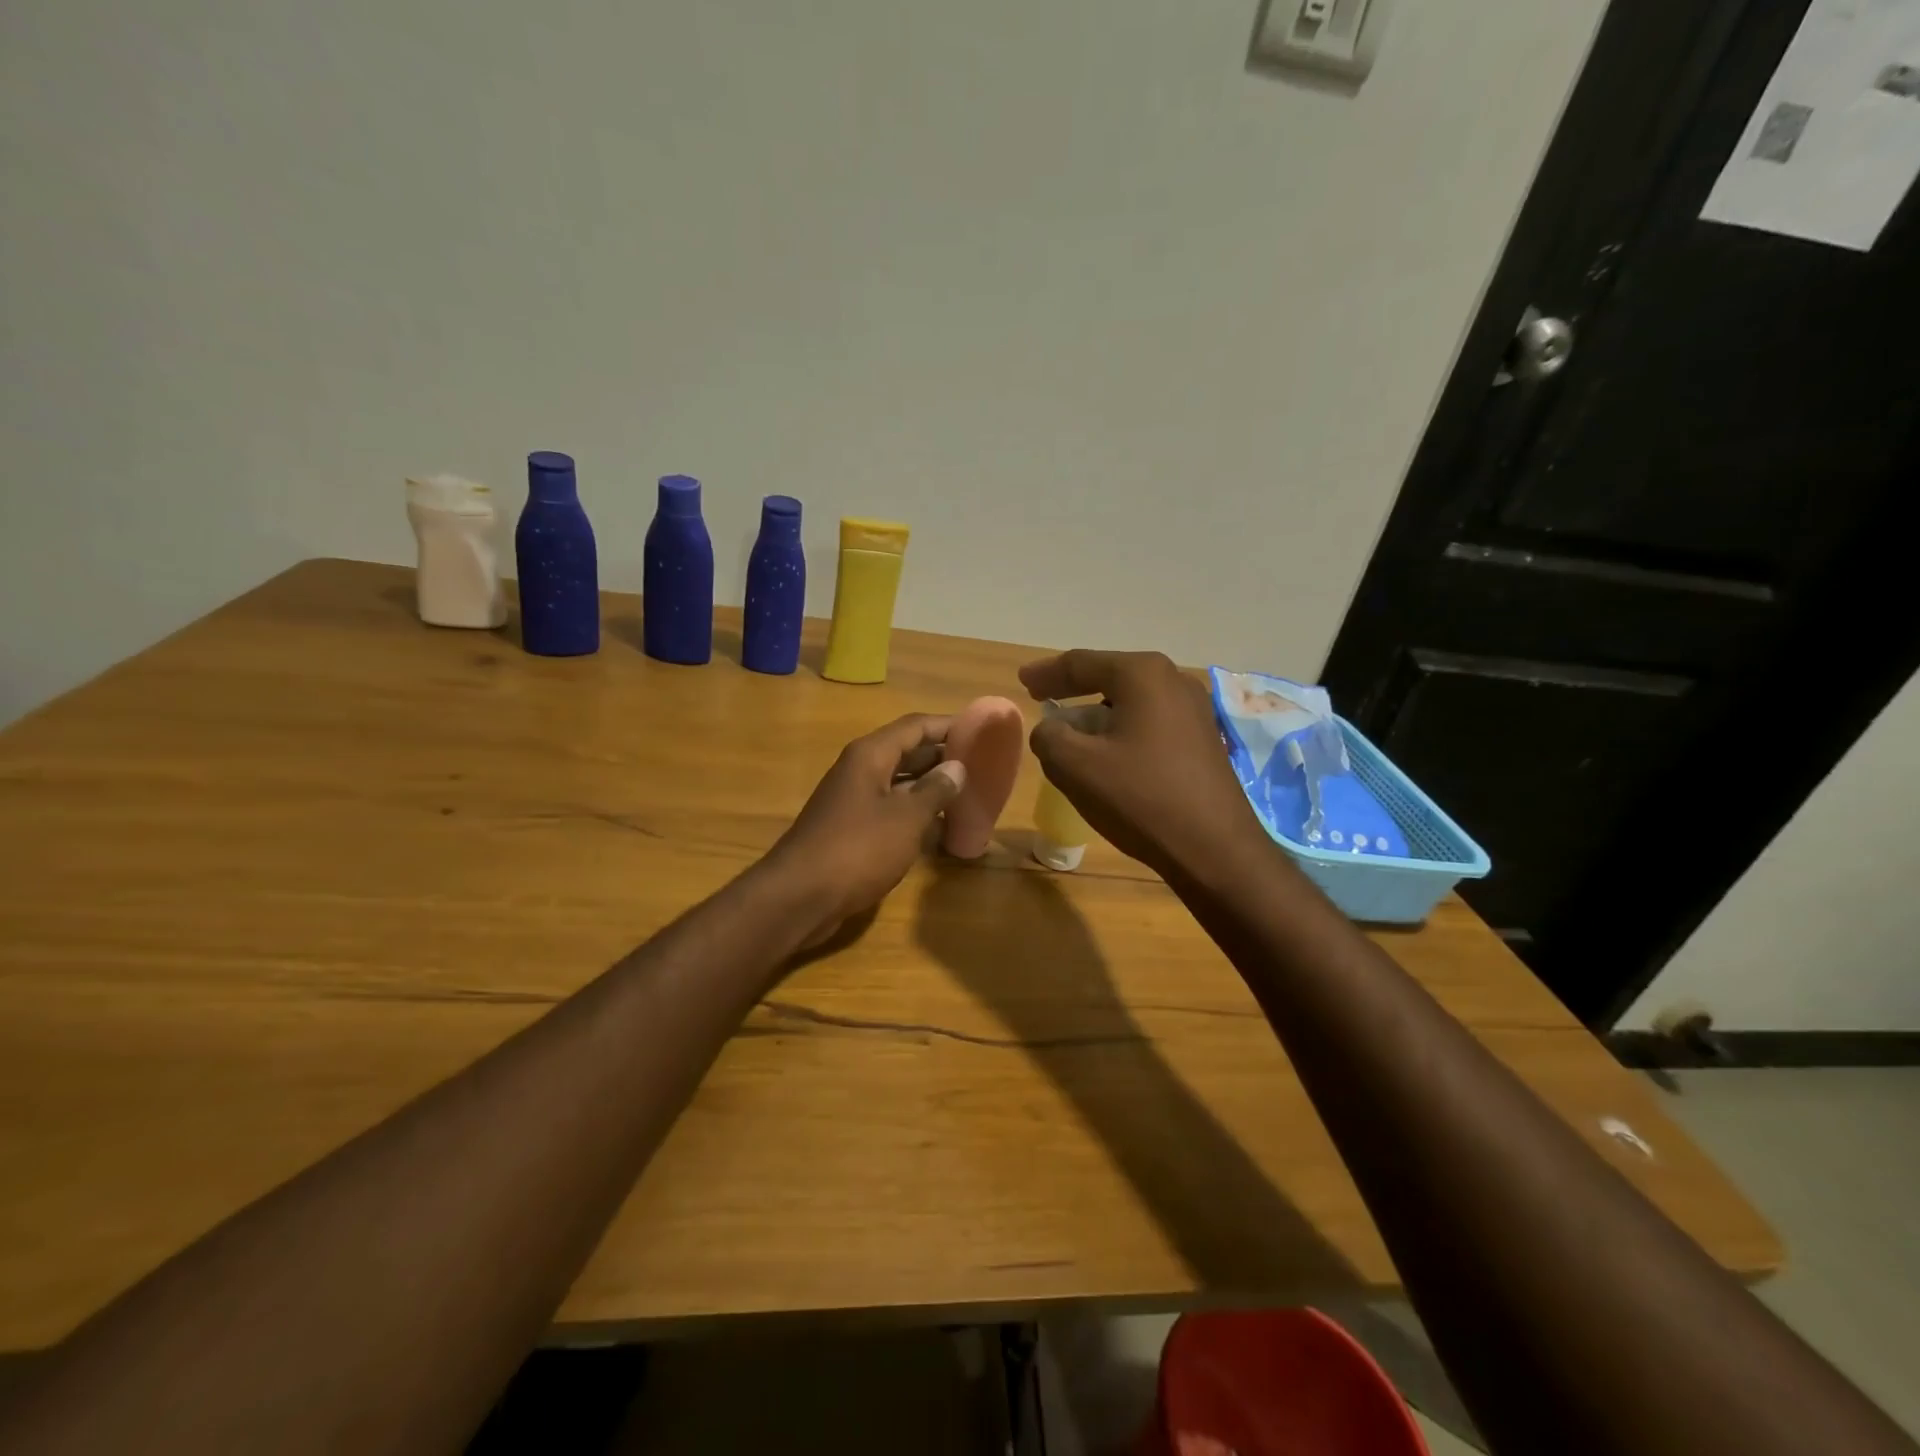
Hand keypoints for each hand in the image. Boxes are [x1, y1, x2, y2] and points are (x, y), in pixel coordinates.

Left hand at [763, 714, 967, 946]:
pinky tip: (941, 828)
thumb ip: (934, 790)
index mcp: (871, 756)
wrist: (799, 897)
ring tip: (970, 794)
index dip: (949, 725)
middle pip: (908, 751)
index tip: (982, 730)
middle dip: (943, 756)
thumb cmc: (857, 849)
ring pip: (900, 783)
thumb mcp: (905, 818)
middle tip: (983, 764)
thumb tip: (956, 767)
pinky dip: (916, 814)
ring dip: (932, 787)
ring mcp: (854, 800)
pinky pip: (891, 810)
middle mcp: (860, 770)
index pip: (916, 726)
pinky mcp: (852, 829)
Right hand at [1019, 650, 1265, 881]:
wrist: (1215, 849)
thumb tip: (1050, 729)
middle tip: (1043, 698)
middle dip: (1074, 689)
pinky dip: (1124, 728)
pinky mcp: (1205, 739)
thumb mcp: (1076, 767)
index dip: (1046, 673)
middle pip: (1110, 676)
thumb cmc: (1141, 798)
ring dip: (1099, 712)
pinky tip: (1110, 752)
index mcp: (1142, 675)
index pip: (1081, 663)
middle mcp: (1173, 681)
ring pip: (1132, 700)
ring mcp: (1196, 710)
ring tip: (1072, 730)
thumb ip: (1049, 737)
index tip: (1022, 681)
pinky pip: (1152, 721)